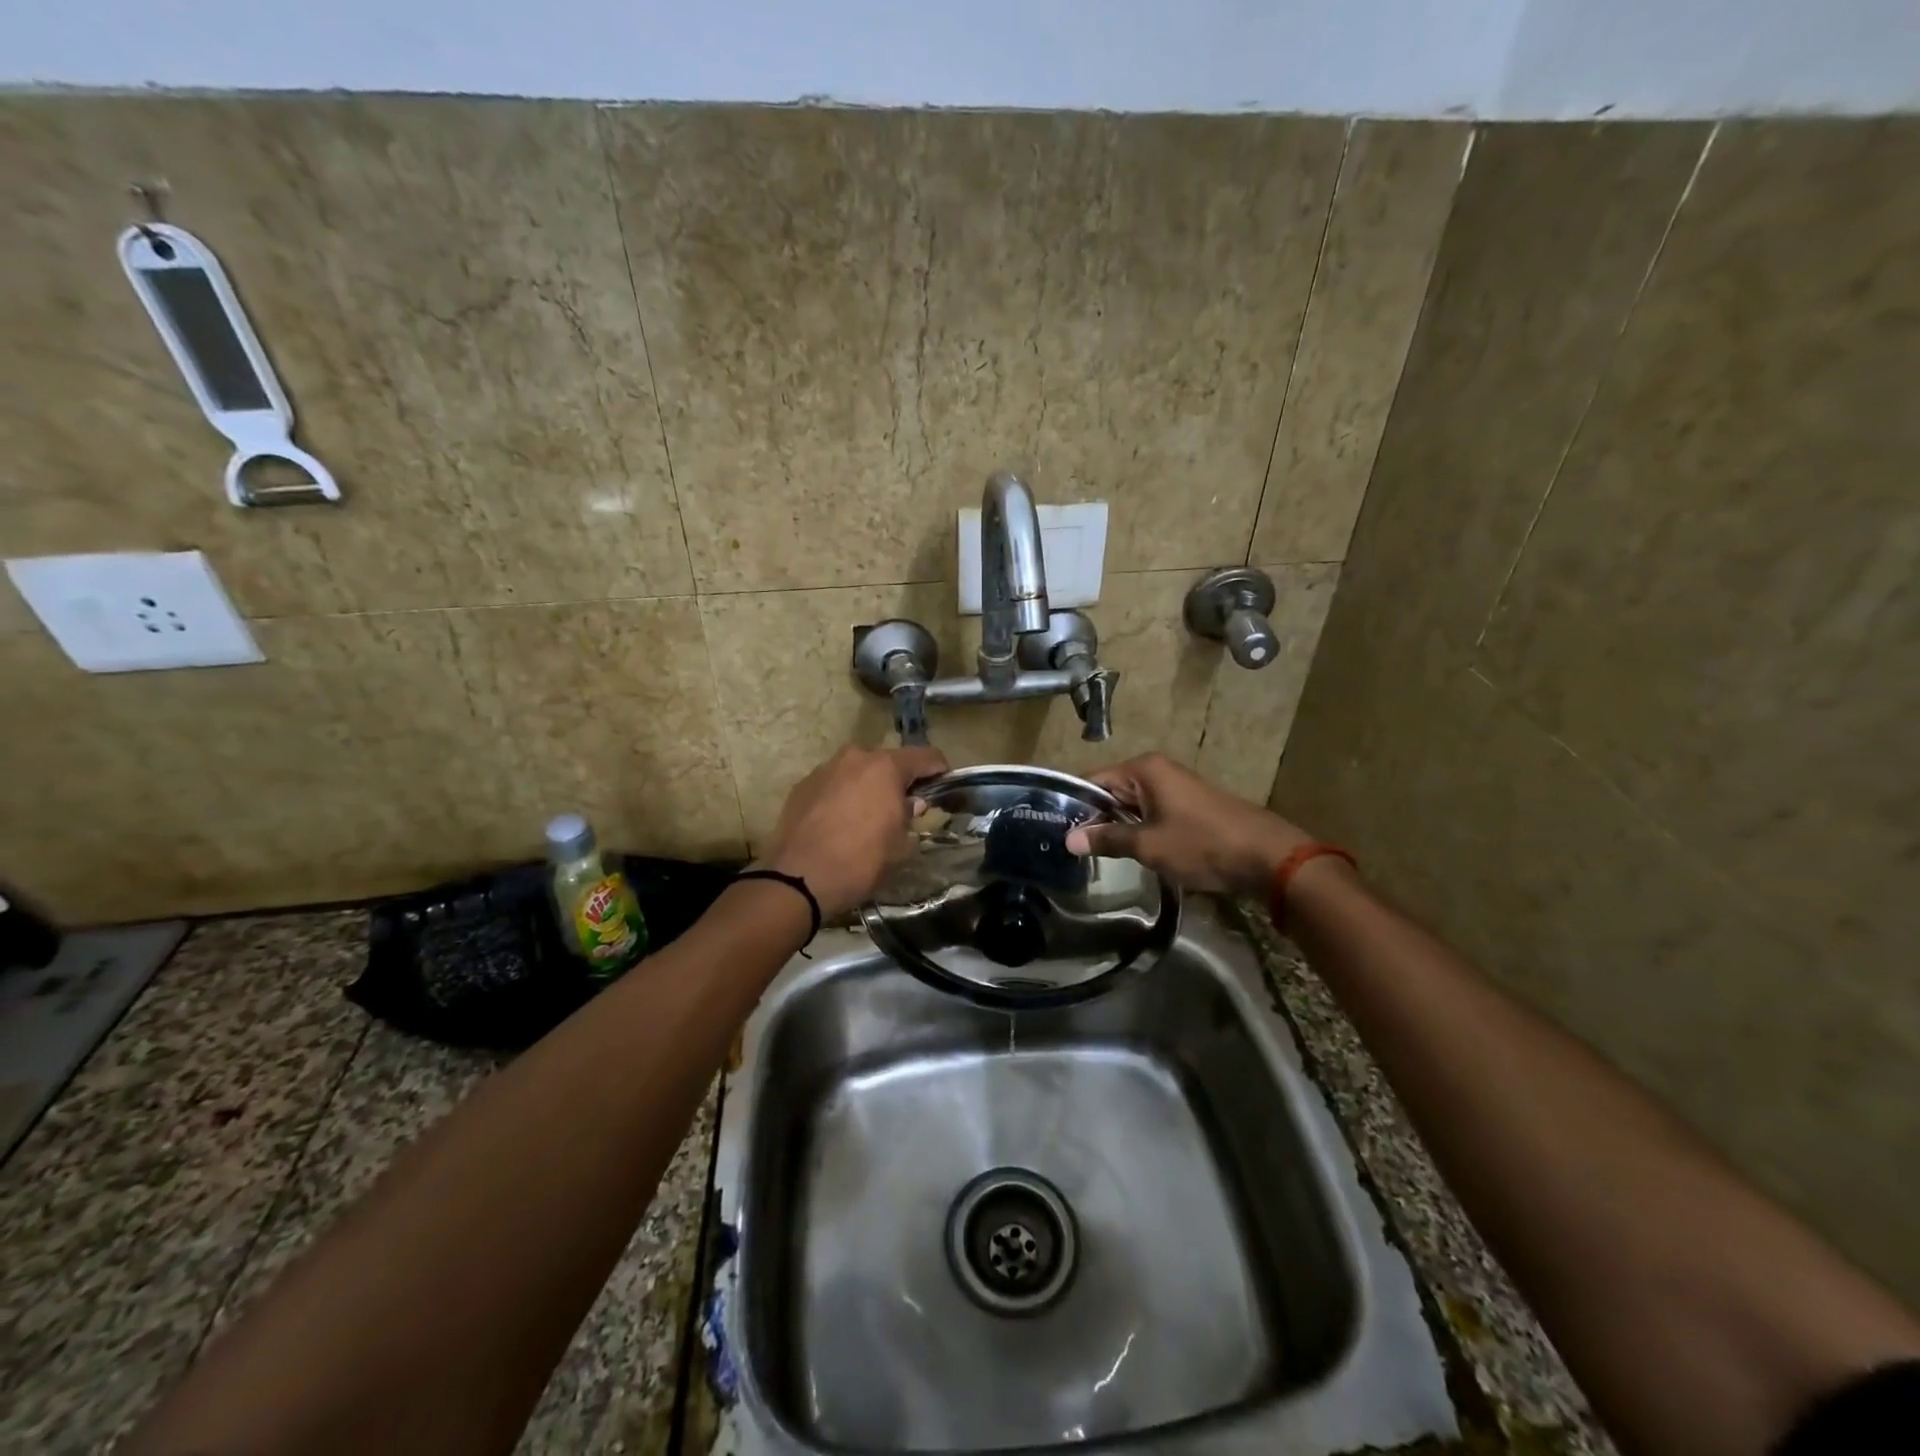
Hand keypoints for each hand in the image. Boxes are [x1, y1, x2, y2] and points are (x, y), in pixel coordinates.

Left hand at [759, 744, 949, 918]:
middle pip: (887, 761)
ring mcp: (824, 769)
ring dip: (868, 786)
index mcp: (885, 767)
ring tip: (869, 815)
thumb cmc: (860, 862)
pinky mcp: (802, 786)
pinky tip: (840, 822)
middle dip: (899, 780)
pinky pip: (833, 784)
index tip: (945, 785)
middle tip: (904, 807)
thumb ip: (910, 818)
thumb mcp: (900, 847)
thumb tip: (910, 804)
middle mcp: (855, 758)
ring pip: (857, 771)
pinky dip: (843, 796)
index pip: (925, 756)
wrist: (798, 879)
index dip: (940, 769)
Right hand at [1063, 753, 1315, 896]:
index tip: (1054, 830)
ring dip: (1117, 827)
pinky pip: (1150, 813)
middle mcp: (1157, 771)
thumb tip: (1069, 839)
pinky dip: (1138, 830)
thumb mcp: (1149, 845)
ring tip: (1092, 854)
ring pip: (1131, 805)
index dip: (1074, 805)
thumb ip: (1107, 839)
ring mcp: (1175, 788)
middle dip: (1094, 818)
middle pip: (1111, 791)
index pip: (1093, 780)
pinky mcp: (1187, 806)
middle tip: (1069, 848)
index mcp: (1144, 769)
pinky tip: (1127, 853)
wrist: (1267, 856)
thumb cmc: (1202, 844)